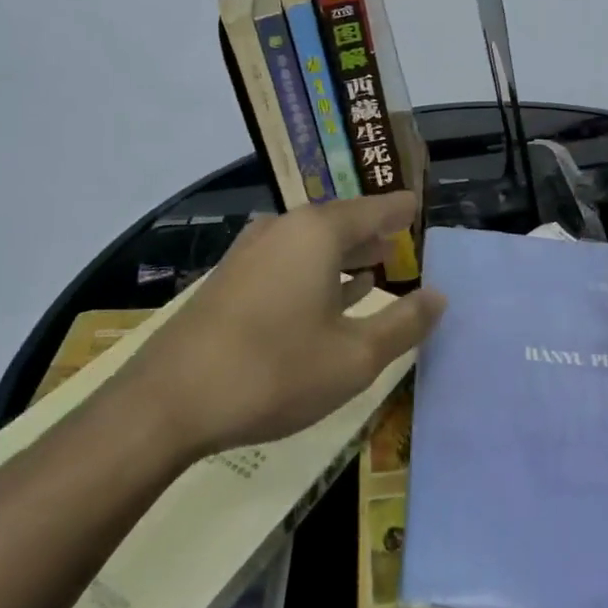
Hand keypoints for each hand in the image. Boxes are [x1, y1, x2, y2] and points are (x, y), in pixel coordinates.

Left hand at [121, 193, 446, 456]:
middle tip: (402, 238)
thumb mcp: (354, 357)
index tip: (418, 205)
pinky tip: (328, 296)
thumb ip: (403, 323)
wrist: (168, 402)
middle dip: (373, 232)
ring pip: (311, 244)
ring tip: (376, 266)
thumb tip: (439, 296)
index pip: (372, 208)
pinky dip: (315, 272)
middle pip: (340, 222)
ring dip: (345, 254)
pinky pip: (287, 262)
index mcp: (317, 233)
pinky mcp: (230, 281)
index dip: (399, 209)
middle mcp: (283, 230)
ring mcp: (251, 253)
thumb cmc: (274, 371)